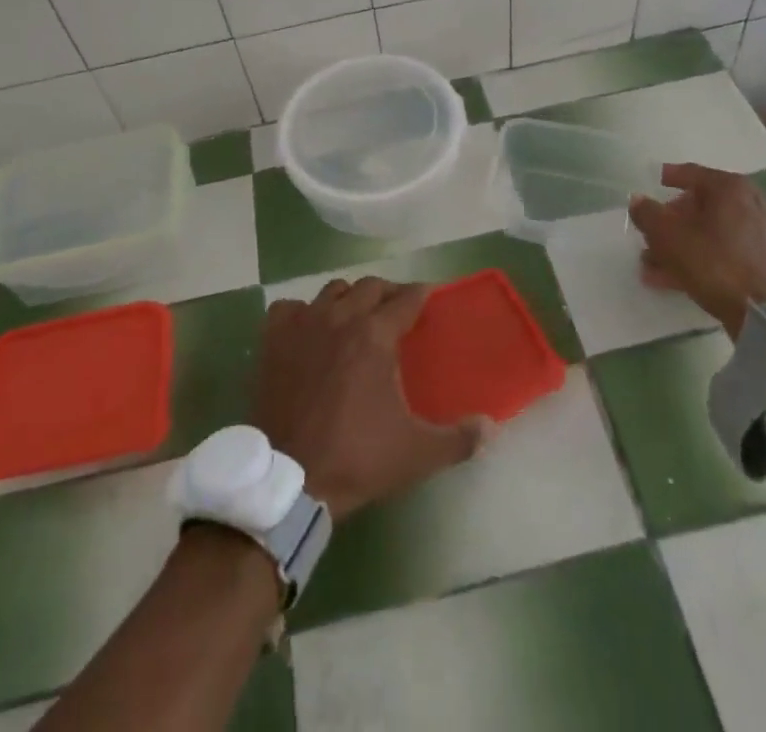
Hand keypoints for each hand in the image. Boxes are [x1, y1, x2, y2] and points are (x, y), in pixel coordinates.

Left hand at [251, 278, 487, 521]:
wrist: (290, 478)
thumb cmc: (357, 458)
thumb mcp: (417, 453)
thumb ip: (459, 438)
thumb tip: (491, 426)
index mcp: (376, 334)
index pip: (406, 298)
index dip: (421, 295)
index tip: (430, 298)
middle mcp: (341, 317)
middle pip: (370, 286)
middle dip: (388, 292)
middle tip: (398, 310)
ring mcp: (303, 324)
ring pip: (332, 291)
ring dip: (349, 297)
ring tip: (356, 316)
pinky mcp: (274, 339)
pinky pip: (290, 308)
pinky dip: (303, 312)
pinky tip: (309, 329)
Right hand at [628, 163, 765, 336]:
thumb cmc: (715, 264)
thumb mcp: (669, 237)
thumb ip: (647, 214)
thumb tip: (638, 200)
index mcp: (732, 188)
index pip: (694, 173)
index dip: (670, 176)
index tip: (657, 180)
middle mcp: (756, 203)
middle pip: (705, 206)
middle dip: (674, 222)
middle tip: (652, 235)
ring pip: (717, 233)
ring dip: (686, 245)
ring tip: (657, 266)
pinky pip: (733, 252)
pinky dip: (708, 259)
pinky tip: (683, 279)